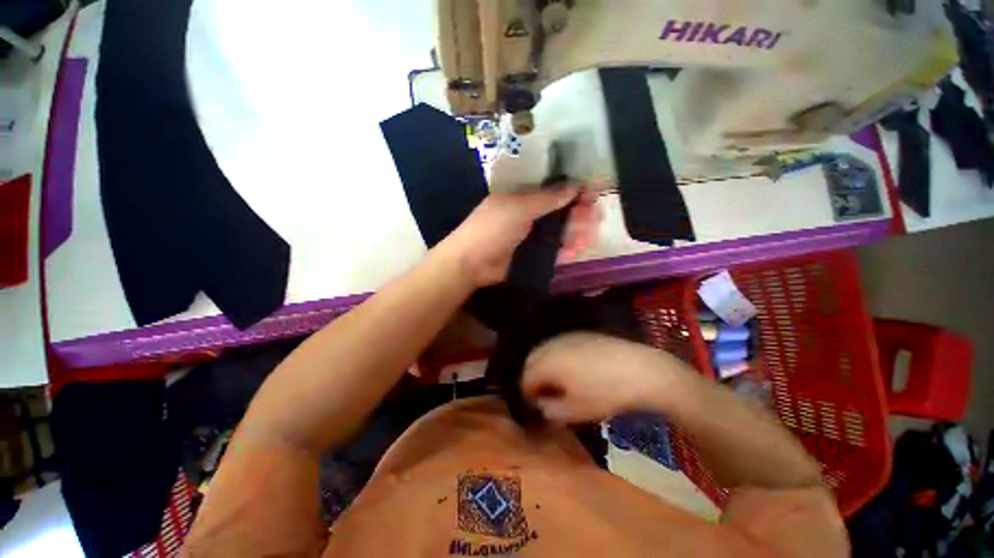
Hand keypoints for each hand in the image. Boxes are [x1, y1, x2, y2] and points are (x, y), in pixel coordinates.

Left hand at [439, 186, 602, 286]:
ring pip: (562, 232)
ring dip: (578, 232)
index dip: (574, 192)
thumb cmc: (491, 228)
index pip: (554, 191)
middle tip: (593, 218)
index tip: (591, 196)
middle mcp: (531, 216)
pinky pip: (556, 250)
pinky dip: (568, 249)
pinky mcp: (534, 256)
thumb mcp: (518, 208)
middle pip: (562, 212)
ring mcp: (533, 237)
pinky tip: (577, 249)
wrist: (471, 262)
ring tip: (587, 236)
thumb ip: (547, 198)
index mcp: (524, 198)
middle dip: (580, 214)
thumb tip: (574, 185)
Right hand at [522, 333, 686, 423]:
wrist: (639, 370)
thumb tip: (542, 406)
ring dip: (544, 365)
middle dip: (533, 377)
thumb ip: (551, 410)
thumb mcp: (576, 411)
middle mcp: (552, 345)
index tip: (536, 406)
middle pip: (531, 360)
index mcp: (547, 362)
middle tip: (544, 394)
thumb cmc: (605, 393)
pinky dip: (557, 356)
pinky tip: (572, 368)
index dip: (527, 394)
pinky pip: (560, 345)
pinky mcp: (581, 334)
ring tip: (557, 381)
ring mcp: (567, 337)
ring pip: (545, 350)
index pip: (526, 377)